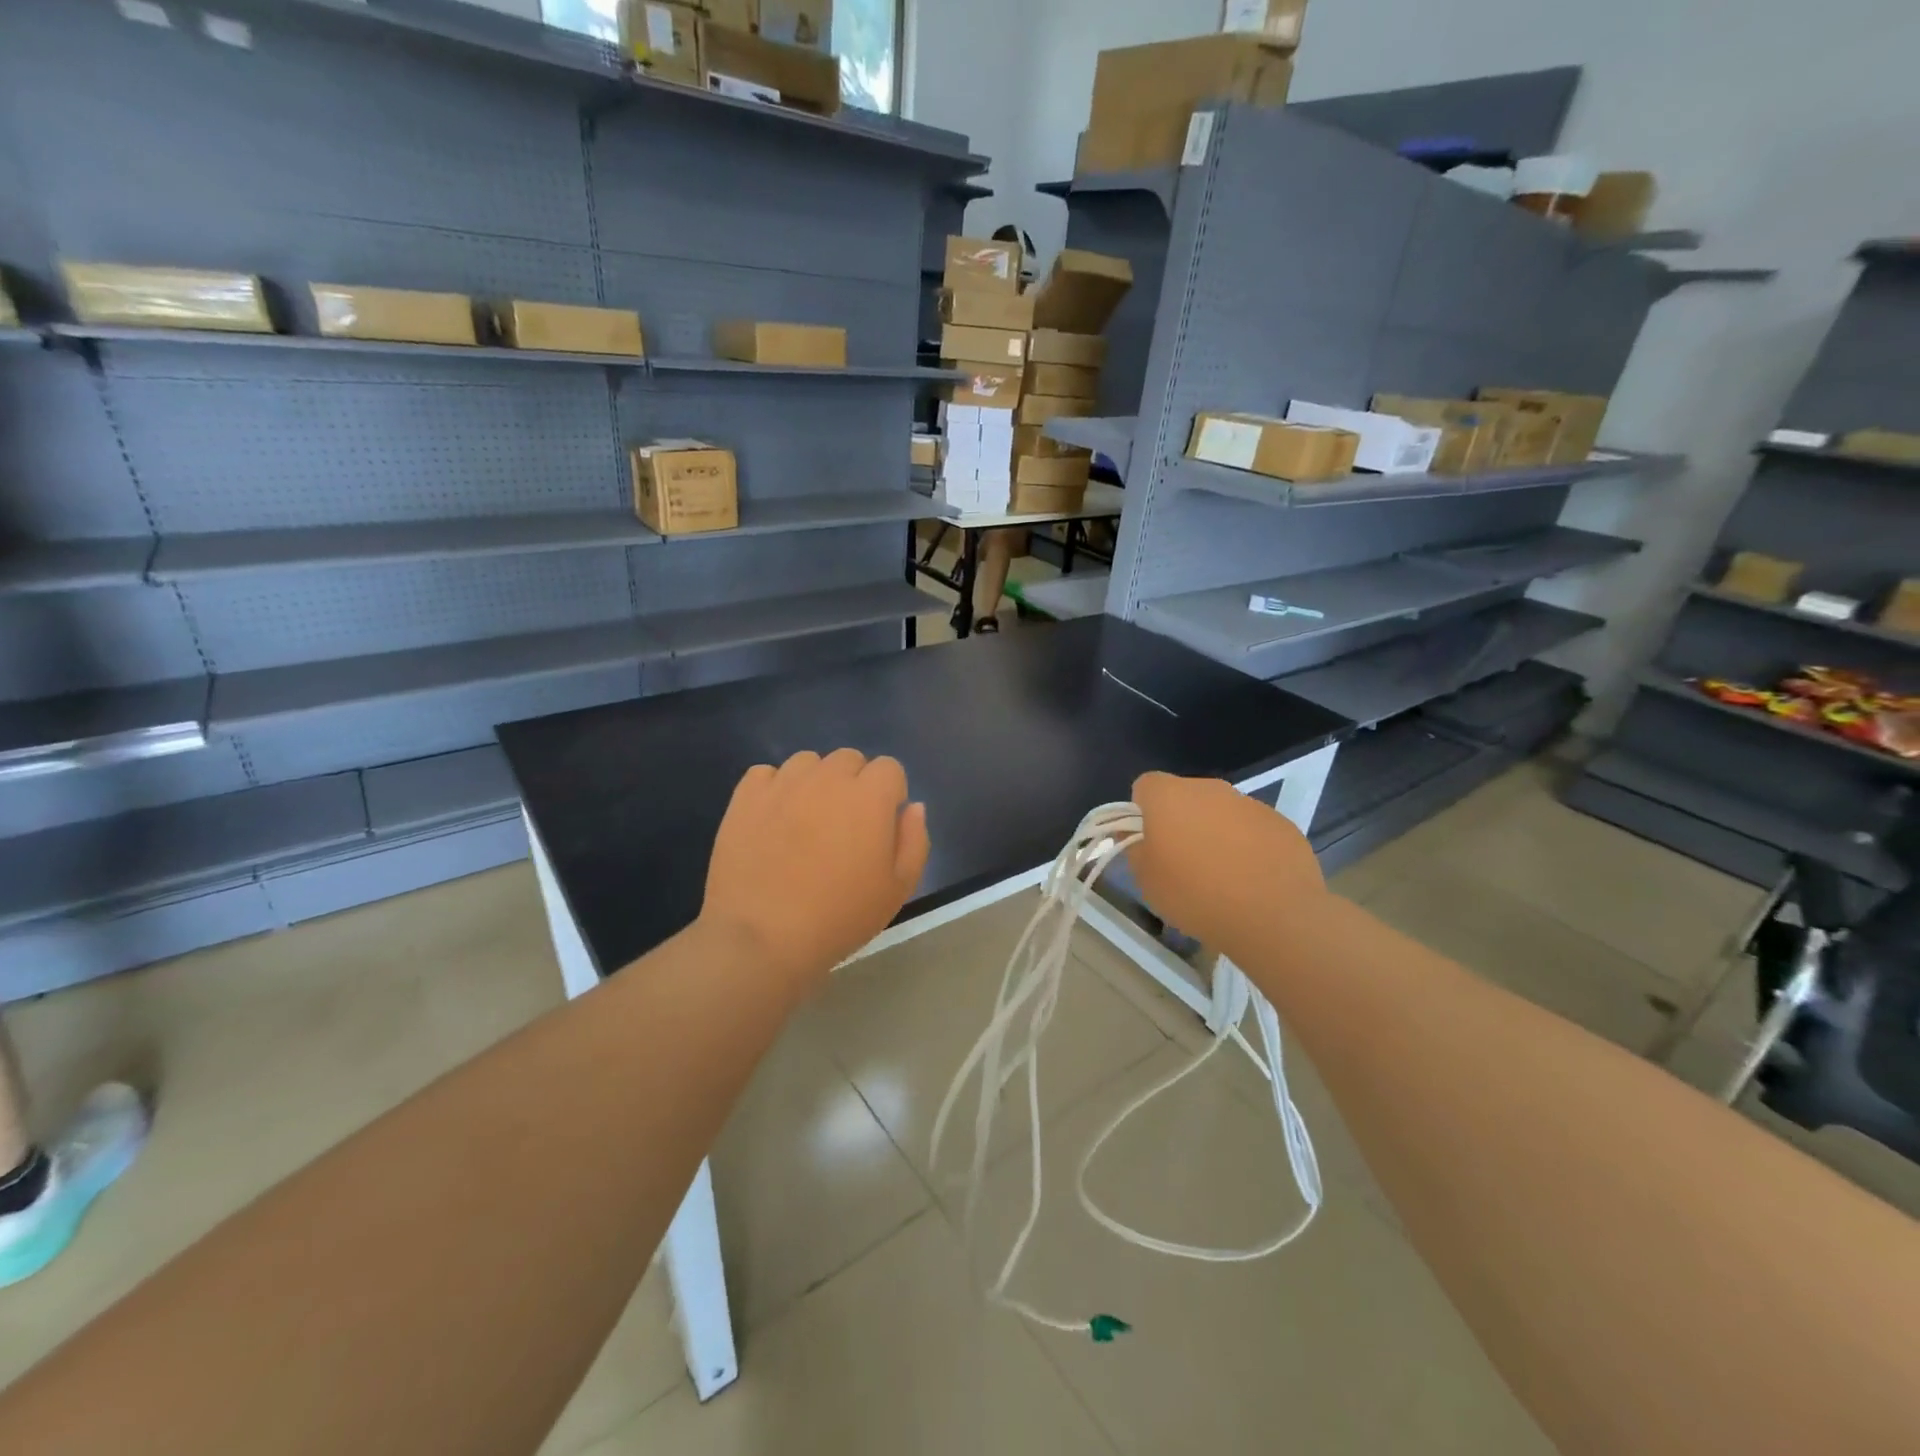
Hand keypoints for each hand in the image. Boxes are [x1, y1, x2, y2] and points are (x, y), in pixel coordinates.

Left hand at [700, 749, 929, 998]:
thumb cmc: (839, 917)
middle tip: (844, 826)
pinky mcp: (746, 796)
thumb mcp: (898, 888)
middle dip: (854, 783)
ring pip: (808, 762)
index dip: (890, 794)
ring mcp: (783, 784)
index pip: (890, 768)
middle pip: (849, 759)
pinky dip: (774, 789)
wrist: (762, 937)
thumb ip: (914, 840)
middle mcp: (828, 778)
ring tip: (806, 821)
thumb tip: (912, 807)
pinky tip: (772, 820)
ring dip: (815, 782)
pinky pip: (766, 774)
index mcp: (869, 796)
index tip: (881, 825)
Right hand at [1126, 772, 1325, 958]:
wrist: (1273, 916)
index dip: (1142, 812)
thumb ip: (1134, 848)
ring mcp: (1250, 803)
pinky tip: (1253, 880)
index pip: (1145, 786)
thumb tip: (1134, 833)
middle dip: (1180, 821)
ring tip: (1222, 877)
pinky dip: (1248, 846)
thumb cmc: (1195, 895)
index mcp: (1170, 796)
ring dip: (1215, 833)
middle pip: (1185, 796)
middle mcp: (1209, 789)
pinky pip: (1253, 829)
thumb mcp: (1146, 879)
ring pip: (1221, 812)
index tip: (1149, 842)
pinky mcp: (1282, 823)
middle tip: (1182, 862)